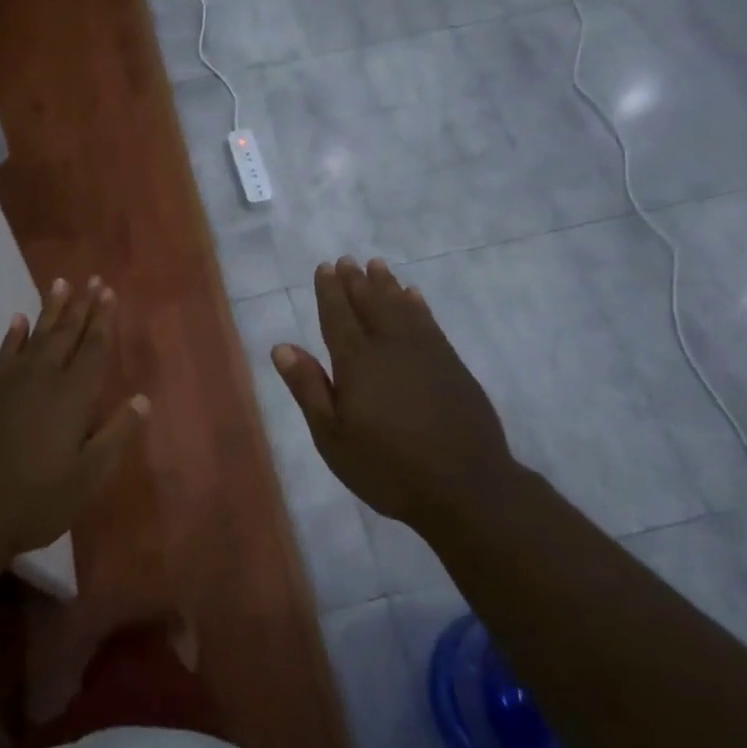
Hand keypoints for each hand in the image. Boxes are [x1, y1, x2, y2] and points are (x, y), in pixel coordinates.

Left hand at [0, 275, 148, 561]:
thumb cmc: (37, 500)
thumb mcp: (89, 477)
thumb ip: (116, 435)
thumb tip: (142, 400)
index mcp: (72, 397)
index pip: (93, 349)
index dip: (103, 320)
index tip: (108, 292)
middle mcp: (41, 379)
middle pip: (65, 334)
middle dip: (81, 306)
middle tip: (91, 279)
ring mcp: (7, 383)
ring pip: (34, 336)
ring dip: (50, 310)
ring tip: (60, 284)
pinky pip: (3, 353)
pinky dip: (13, 334)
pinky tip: (17, 320)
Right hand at [272, 256, 519, 528]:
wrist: (464, 487)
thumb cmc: (387, 467)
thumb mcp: (333, 437)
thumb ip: (308, 388)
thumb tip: (282, 346)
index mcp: (357, 363)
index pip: (339, 317)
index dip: (330, 291)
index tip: (325, 267)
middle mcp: (391, 347)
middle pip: (371, 305)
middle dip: (357, 282)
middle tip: (348, 260)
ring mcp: (426, 353)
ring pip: (402, 308)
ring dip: (387, 285)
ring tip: (377, 266)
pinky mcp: (452, 365)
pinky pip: (430, 323)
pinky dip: (418, 306)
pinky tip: (414, 296)